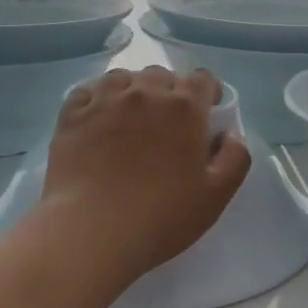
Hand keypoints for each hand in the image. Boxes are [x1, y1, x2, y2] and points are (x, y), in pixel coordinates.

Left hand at [41, 67, 251, 288]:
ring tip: (129, 119)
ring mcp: (105, 99)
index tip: (205, 115)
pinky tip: (98, 119)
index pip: (202, 79)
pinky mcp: (72, 114)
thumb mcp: (216, 196)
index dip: (207, 94)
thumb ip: (235, 158)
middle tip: (166, 125)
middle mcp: (146, 92)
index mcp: (185, 108)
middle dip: (169, 93)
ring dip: (133, 91)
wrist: (91, 231)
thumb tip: (229, 134)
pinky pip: (87, 90)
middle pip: (162, 76)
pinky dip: (97, 98)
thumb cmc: (161, 217)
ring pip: (123, 78)